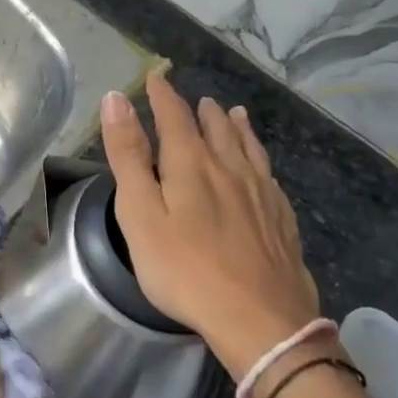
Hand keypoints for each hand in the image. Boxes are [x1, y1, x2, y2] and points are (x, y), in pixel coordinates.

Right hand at [101, 72, 322, 378]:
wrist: (258, 319)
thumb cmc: (185, 269)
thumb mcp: (140, 214)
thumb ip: (128, 156)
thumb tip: (116, 99)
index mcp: (191, 164)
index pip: (175, 117)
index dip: (163, 96)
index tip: (156, 78)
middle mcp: (230, 168)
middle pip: (215, 128)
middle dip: (200, 110)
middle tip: (195, 99)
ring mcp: (261, 192)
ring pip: (247, 147)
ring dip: (235, 126)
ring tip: (232, 112)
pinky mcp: (281, 218)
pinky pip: (268, 172)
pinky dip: (259, 155)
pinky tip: (261, 165)